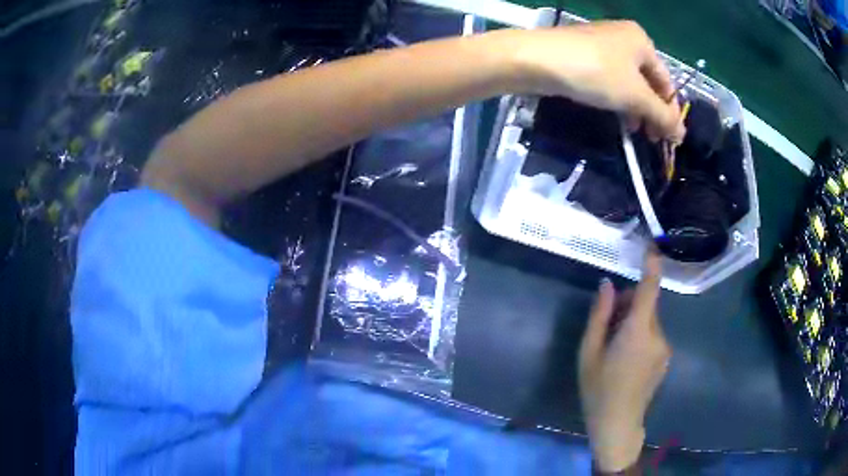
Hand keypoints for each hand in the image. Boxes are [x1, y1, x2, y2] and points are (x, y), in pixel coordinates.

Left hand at [511, 21, 684, 141]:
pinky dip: (617, 99)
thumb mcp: (635, 96)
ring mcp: (602, 45)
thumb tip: (682, 133)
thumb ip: (662, 115)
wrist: (537, 60)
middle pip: (648, 82)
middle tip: (651, 139)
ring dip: (635, 109)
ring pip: (628, 83)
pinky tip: (616, 116)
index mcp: (642, 41)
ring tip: (633, 132)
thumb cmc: (595, 72)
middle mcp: (624, 38)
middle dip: (652, 112)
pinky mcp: (583, 55)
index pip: (666, 82)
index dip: (670, 112)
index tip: (670, 140)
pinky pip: (610, 80)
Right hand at [578, 251, 671, 472]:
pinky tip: (625, 359)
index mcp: (637, 331)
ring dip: (633, 322)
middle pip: (646, 306)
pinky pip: (653, 336)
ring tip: (613, 347)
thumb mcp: (589, 352)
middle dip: (628, 305)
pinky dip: (640, 336)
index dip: (651, 266)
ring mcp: (664, 348)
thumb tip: (608, 284)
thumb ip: (600, 315)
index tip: (651, 245)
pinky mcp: (665, 358)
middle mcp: (657, 335)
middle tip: (606, 324)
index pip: (649, 289)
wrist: (618, 424)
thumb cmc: (598, 389)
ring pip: (649, 321)